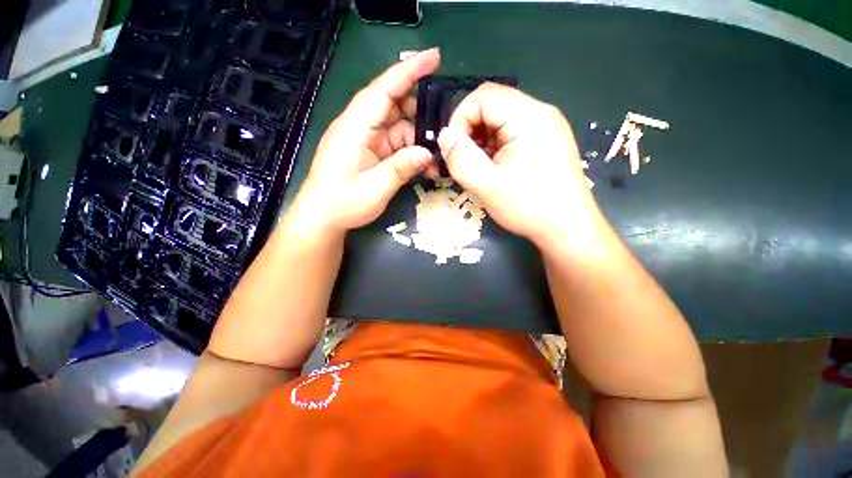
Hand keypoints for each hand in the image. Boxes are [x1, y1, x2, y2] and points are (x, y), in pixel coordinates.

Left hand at [292, 48, 439, 234]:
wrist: (322, 218)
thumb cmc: (342, 203)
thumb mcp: (374, 189)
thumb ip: (401, 169)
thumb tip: (428, 153)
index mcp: (355, 128)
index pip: (383, 90)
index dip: (408, 71)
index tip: (434, 58)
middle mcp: (360, 127)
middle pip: (393, 105)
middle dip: (420, 109)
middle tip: (445, 121)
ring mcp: (365, 139)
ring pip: (397, 126)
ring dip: (417, 137)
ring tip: (437, 151)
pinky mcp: (370, 151)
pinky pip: (394, 143)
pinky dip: (410, 150)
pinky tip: (423, 163)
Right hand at [437, 83, 600, 245]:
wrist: (568, 229)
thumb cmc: (529, 207)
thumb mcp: (486, 185)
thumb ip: (460, 158)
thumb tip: (445, 136)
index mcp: (528, 117)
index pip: (482, 96)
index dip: (460, 119)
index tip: (453, 150)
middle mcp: (540, 113)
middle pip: (492, 106)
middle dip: (470, 132)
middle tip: (464, 162)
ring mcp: (545, 127)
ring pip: (499, 121)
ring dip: (481, 141)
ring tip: (479, 169)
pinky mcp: (545, 142)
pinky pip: (511, 134)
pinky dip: (494, 148)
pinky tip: (494, 170)